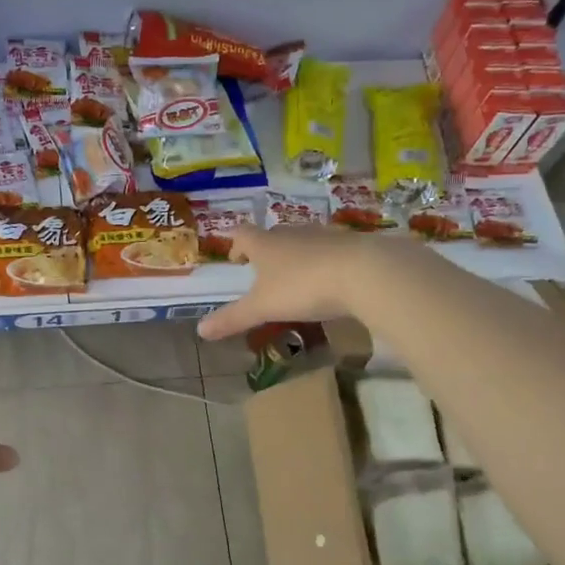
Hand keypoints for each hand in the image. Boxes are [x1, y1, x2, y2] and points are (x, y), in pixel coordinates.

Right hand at [196, 225, 409, 340]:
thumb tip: (200, 330)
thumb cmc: (303, 286)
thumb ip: (233, 318)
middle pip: (273, 235)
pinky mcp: (351, 245)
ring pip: (303, 241)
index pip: (242, 234)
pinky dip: (324, 262)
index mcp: (266, 244)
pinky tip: (330, 280)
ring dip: (295, 255)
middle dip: (265, 250)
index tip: (234, 257)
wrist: (365, 272)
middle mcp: (292, 234)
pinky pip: (331, 251)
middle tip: (261, 269)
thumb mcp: (263, 307)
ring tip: (294, 276)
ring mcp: (324, 236)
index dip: (234, 243)